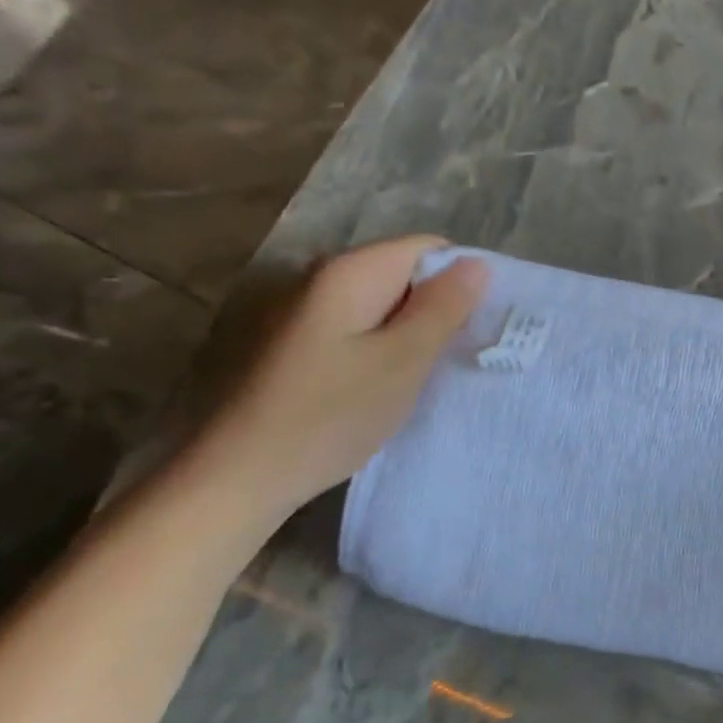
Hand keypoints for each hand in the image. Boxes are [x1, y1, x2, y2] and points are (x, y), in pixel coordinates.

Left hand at [193, 237, 488, 520]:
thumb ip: (443, 308)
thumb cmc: (331, 414)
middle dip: (442, 307)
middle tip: (463, 352)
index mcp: (351, 273)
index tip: (478, 324)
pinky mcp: (305, 345)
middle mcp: (326, 279)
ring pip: (388, 305)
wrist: (243, 474)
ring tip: (435, 371)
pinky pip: (365, 329)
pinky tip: (397, 383)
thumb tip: (478, 263)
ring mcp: (312, 313)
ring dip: (417, 331)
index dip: (463, 279)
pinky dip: (390, 348)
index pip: (429, 248)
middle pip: (407, 274)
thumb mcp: (403, 360)